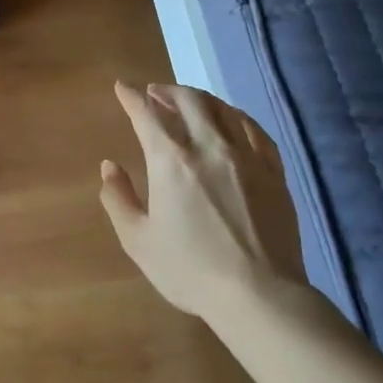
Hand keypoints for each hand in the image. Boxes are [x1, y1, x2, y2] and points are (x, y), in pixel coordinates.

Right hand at [100, 82, 307, 320]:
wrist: (259, 294)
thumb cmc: (190, 270)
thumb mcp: (138, 240)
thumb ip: (118, 199)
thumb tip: (109, 166)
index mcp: (170, 160)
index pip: (147, 114)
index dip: (131, 97)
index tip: (122, 87)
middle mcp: (208, 146)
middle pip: (188, 100)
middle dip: (166, 90)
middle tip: (154, 92)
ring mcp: (245, 155)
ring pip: (221, 108)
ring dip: (199, 98)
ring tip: (188, 101)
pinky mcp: (273, 170)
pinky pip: (253, 129)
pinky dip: (235, 116)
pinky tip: (230, 120)